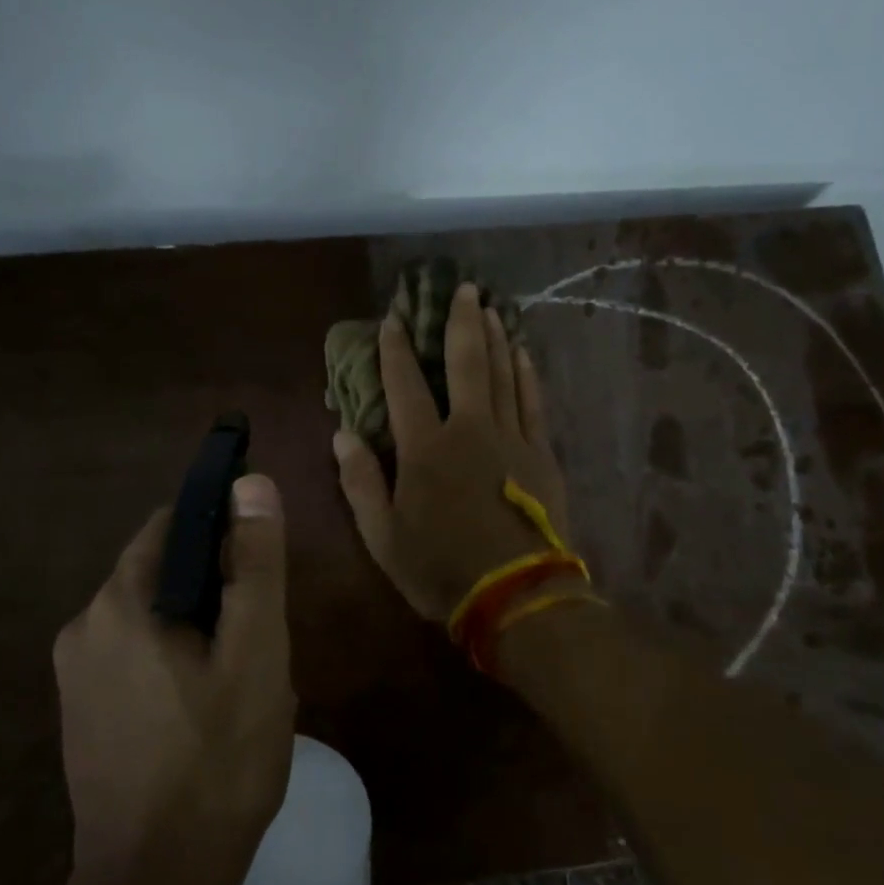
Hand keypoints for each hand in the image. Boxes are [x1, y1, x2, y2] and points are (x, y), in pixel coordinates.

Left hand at [52, 474, 296, 884]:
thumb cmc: (217, 762)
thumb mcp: (255, 654)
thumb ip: (255, 564)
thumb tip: (250, 483)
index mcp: (119, 603)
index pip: (172, 525)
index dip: (223, 530)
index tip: (261, 566)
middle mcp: (83, 627)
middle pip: (162, 571)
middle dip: (214, 590)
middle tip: (258, 640)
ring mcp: (75, 675)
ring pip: (152, 617)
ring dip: (197, 628)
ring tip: (239, 681)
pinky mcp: (81, 713)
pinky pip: (135, 656)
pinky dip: (173, 660)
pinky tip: (205, 711)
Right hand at [334, 282, 571, 621]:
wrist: (517, 597)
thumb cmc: (441, 569)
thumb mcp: (383, 536)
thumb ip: (361, 482)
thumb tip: (342, 435)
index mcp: (425, 449)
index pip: (405, 385)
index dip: (396, 350)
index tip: (393, 319)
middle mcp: (469, 430)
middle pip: (466, 363)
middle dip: (461, 322)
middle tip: (464, 287)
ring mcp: (511, 438)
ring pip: (503, 373)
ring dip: (496, 337)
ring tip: (492, 307)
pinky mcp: (541, 453)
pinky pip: (533, 402)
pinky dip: (527, 373)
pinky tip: (523, 353)